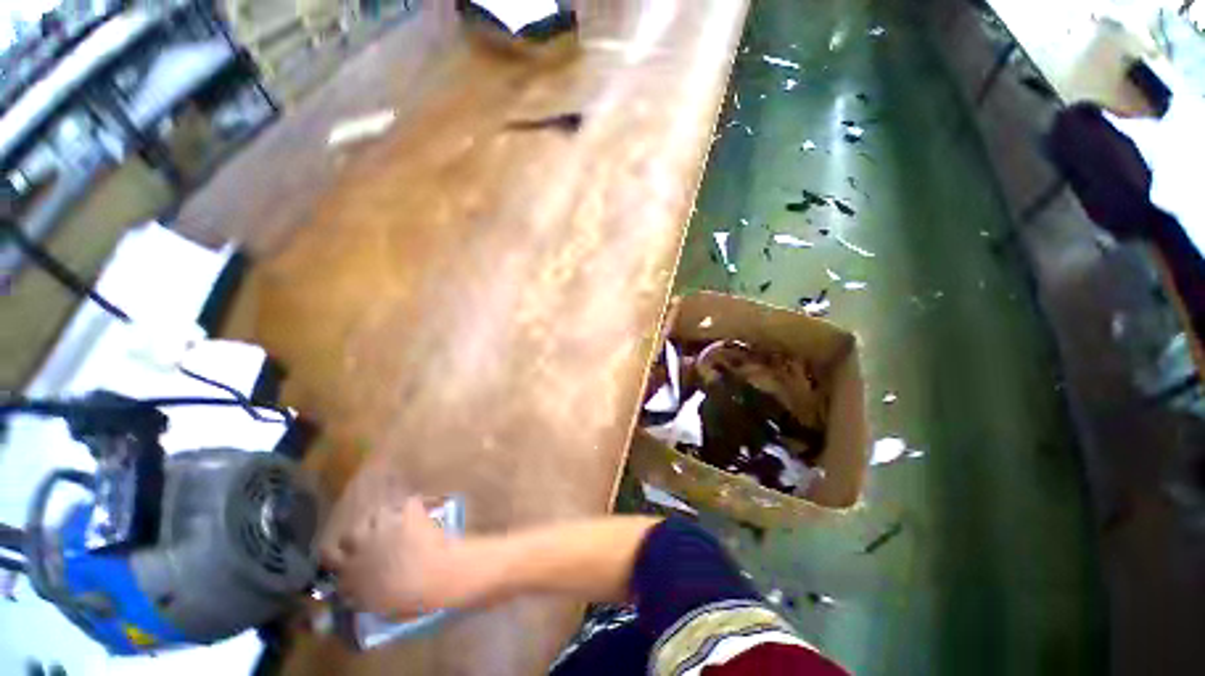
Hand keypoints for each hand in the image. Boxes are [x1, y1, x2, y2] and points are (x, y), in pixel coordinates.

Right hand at [320, 496, 464, 618]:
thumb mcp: (375, 606)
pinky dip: (412, 508)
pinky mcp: (406, 512)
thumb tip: (354, 591)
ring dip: (384, 520)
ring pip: (375, 514)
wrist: (435, 575)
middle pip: (349, 534)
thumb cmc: (408, 599)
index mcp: (350, 571)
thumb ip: (359, 594)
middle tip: (373, 540)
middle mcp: (360, 545)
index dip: (339, 556)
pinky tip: (418, 514)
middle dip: (359, 536)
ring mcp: (383, 526)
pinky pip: (407, 503)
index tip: (347, 556)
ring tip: (397, 525)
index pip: (328, 557)